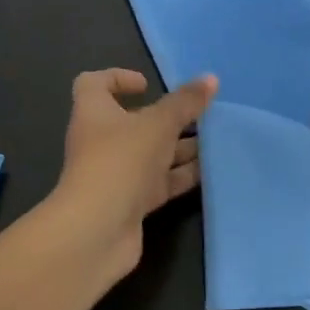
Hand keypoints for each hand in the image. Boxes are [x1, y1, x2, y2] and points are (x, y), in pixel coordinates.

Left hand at [50, 68, 217, 277]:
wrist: (97, 231)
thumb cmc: (120, 160)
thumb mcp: (158, 124)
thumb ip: (185, 102)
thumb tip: (211, 78)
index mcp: (94, 111)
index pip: (94, 84)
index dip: (118, 78)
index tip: (147, 85)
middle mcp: (101, 139)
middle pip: (132, 119)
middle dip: (166, 117)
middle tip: (199, 114)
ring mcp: (115, 172)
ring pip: (151, 152)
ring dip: (179, 146)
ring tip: (215, 140)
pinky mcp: (130, 201)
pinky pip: (159, 181)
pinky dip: (181, 175)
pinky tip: (210, 171)